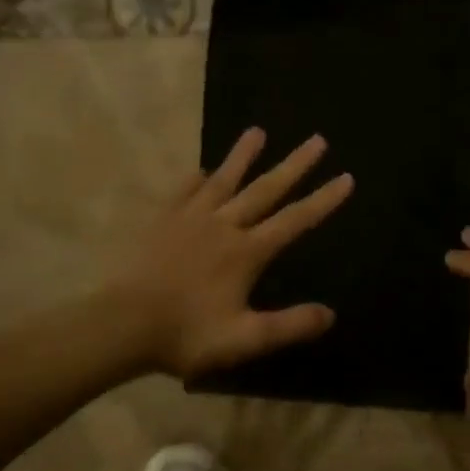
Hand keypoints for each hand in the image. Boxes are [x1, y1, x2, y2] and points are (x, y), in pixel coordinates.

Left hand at [111, 128, 352, 378]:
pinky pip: (183, 192)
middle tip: (317, 140)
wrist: (122, 325)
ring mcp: (189, 219)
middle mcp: (223, 226)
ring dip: (243, 156)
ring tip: (258, 131)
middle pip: (265, 189)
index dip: (323, 200)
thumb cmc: (186, 335)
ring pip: (223, 180)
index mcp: (246, 252)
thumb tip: (330, 314)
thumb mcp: (245, 339)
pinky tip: (202, 171)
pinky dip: (196, 179)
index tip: (346, 178)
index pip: (295, 221)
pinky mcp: (161, 221)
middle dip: (295, 165)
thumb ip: (289, 325)